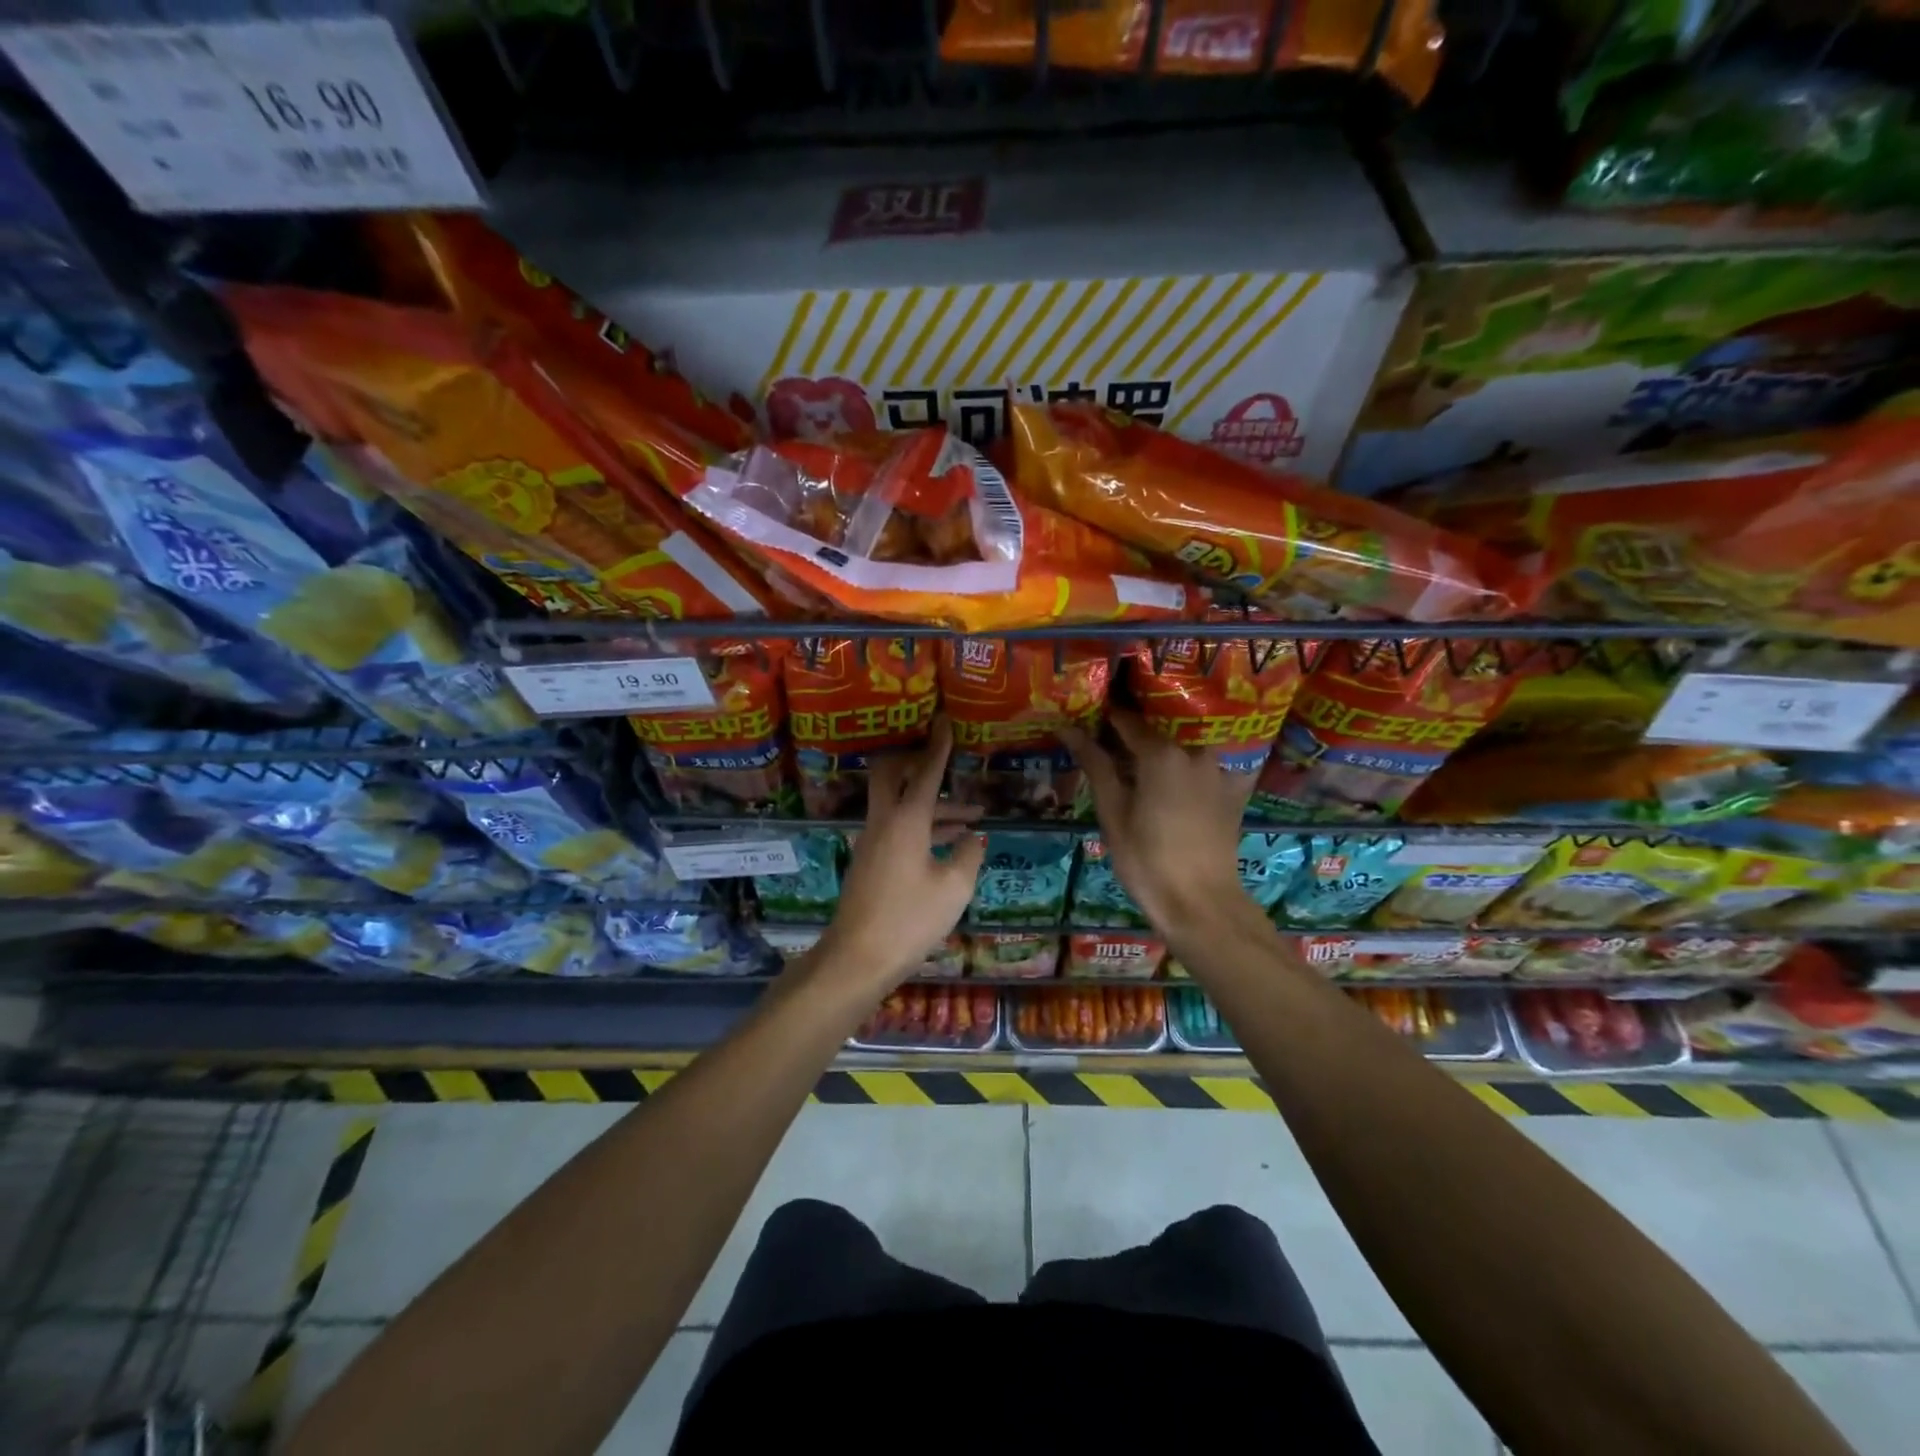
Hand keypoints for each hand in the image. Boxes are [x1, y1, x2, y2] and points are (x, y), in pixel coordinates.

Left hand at [812, 716, 984, 990]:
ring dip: (932, 805)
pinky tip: (948, 844)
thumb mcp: (953, 888)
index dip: (938, 746)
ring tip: (972, 819)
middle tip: (945, 763)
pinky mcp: (870, 860)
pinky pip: (897, 827)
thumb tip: (974, 837)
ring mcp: (872, 841)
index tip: (944, 721)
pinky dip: (923, 825)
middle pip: (892, 774)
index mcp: (906, 820)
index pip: (925, 772)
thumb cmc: (910, 920)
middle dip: (918, 762)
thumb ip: (968, 856)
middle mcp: (884, 821)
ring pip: (900, 805)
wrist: (857, 958)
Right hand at [1060, 709, 1256, 933]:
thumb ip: (1095, 764)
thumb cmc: (1147, 860)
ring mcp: (1218, 768)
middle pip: (1160, 724)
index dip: (1104, 716)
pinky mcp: (1232, 788)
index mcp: (1161, 752)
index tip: (1088, 718)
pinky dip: (1189, 759)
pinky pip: (1208, 760)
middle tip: (1111, 737)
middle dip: (1134, 726)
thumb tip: (1068, 727)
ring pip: (1185, 740)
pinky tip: (1176, 772)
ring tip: (1141, 752)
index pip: (1126, 719)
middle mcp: (1194, 749)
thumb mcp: (1112, 812)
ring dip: (1163, 741)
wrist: (1201, 903)